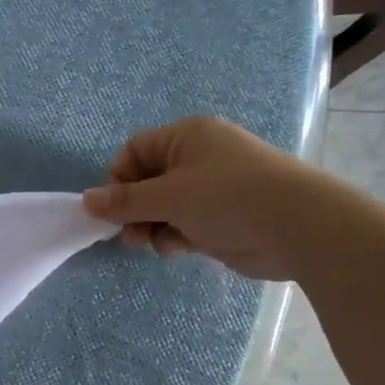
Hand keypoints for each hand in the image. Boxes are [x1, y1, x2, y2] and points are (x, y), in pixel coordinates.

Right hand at [82, 116, 340, 281]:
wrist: (298, 226)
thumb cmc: (227, 198)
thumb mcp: (168, 197)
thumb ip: (124, 201)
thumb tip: (86, 200)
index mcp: (187, 136)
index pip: (135, 151)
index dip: (118, 179)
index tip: (112, 209)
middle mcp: (200, 157)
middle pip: (149, 181)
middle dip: (135, 209)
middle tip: (129, 235)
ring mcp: (215, 188)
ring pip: (167, 206)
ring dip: (154, 226)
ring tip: (153, 244)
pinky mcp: (226, 216)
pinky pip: (188, 222)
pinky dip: (178, 235)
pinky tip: (181, 248)